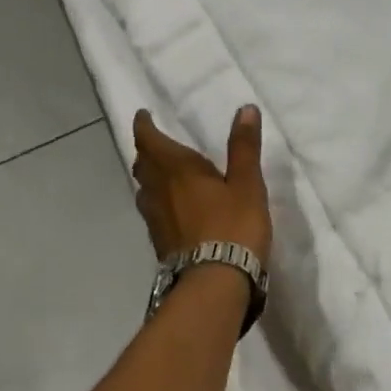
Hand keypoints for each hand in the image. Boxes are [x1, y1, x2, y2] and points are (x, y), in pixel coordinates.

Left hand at [132, 105, 271, 262]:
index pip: (150, 141)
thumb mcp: (247, 183)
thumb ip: (244, 147)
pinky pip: (152, 212)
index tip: (142, 116)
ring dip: (149, 177)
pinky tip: (172, 209)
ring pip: (144, 190)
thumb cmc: (233, 226)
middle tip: (156, 142)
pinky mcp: (160, 243)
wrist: (214, 282)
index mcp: (177, 169)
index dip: (144, 126)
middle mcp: (158, 191)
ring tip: (162, 173)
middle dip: (147, 151)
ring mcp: (155, 219)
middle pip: (143, 165)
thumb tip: (246, 108)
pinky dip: (157, 201)